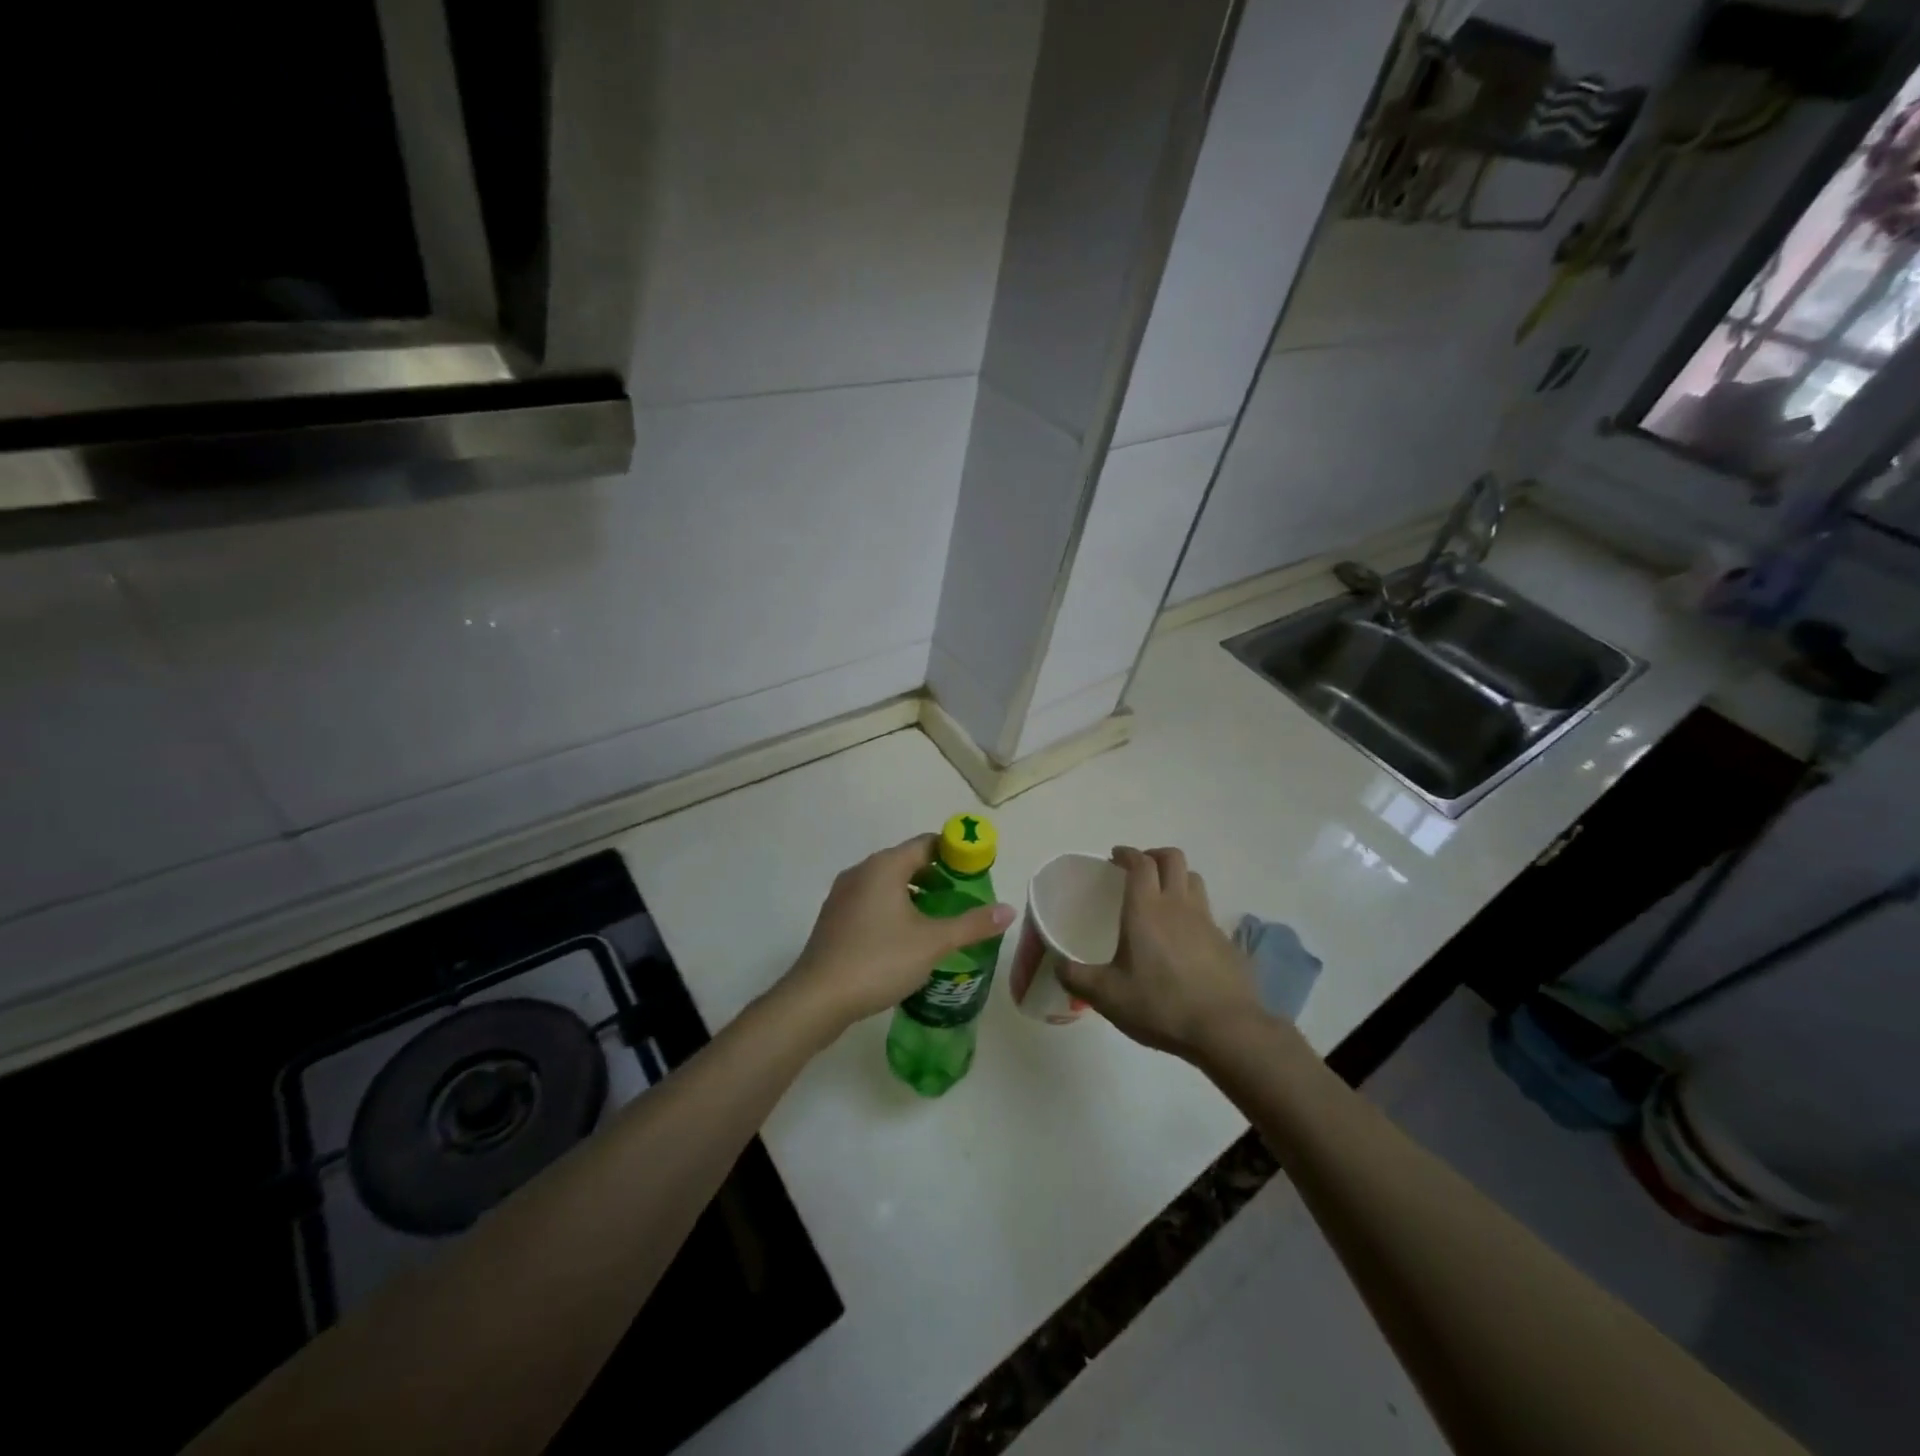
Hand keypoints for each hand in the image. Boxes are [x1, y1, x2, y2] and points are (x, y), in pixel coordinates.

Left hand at [780, 834, 1014, 1039]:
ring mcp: (843, 895)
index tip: (977, 872)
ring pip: (888, 884)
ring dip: (915, 895)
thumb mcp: (932, 943)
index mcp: (884, 866)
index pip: (927, 843)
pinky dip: (894, 909)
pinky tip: (906, 938)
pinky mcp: (834, 918)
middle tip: (964, 900)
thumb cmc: (878, 960)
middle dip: (938, 877)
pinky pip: (872, 902)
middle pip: (907, 862)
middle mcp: (861, 872)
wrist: (817, 998)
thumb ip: (972, 924)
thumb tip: (1009, 910)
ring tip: (940, 921)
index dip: (955, 853)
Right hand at [1058, 846, 1264, 1062]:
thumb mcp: (1107, 996)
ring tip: (1163, 896)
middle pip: (1173, 859)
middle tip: (1138, 869)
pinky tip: (1185, 938)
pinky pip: (1208, 912)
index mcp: (1146, 909)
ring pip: (1194, 880)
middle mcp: (1178, 905)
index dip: (1127, 854)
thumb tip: (1058, 965)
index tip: (1115, 857)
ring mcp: (1207, 922)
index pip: (1140, 863)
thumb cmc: (1160, 1005)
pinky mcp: (1226, 942)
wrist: (1226, 1029)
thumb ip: (1076, 978)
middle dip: (1154, 855)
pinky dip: (1193, 912)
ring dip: (1177, 878)